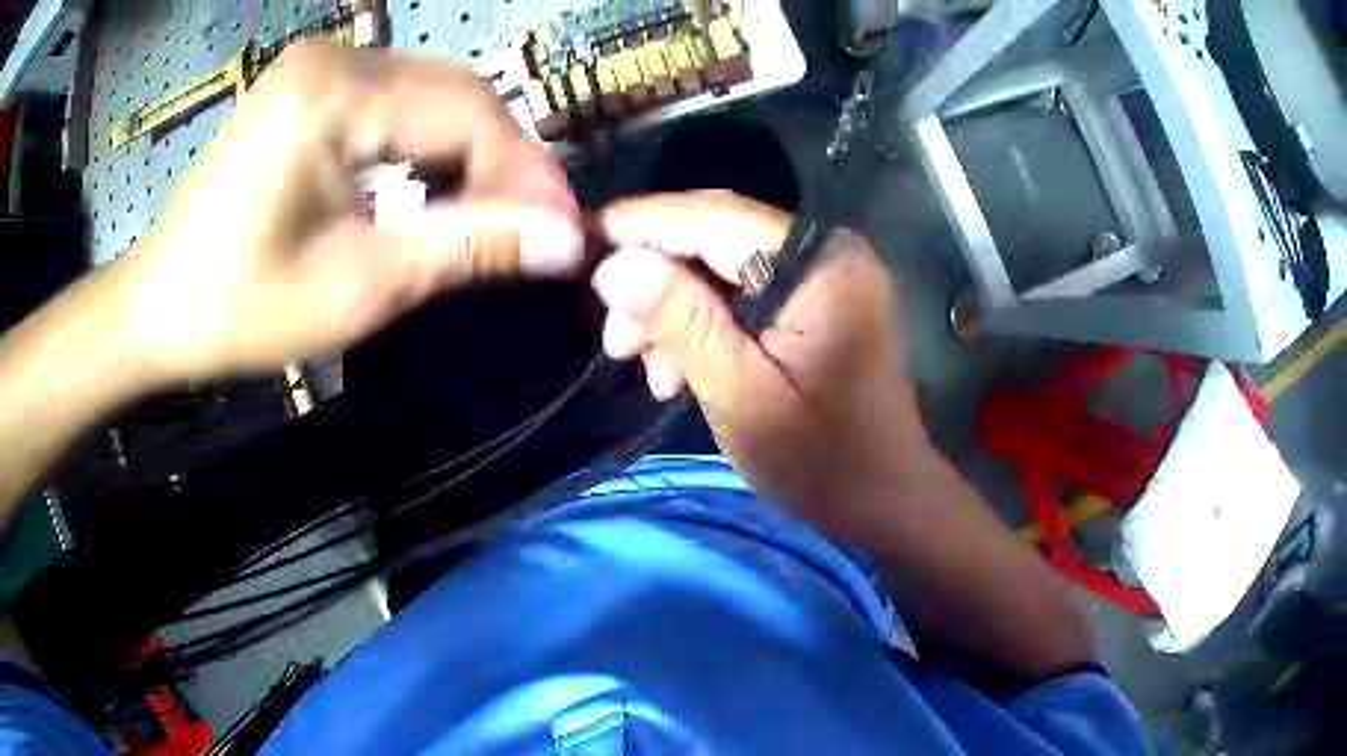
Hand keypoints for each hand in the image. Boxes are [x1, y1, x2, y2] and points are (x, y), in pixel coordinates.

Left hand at [101, 41, 582, 384]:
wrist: (159, 303)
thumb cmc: (240, 307)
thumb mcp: (356, 288)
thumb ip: (463, 249)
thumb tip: (565, 242)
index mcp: (333, 96)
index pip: (466, 113)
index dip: (525, 173)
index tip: (566, 231)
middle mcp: (333, 58)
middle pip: (454, 93)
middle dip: (504, 162)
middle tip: (539, 226)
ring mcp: (318, 65)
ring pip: (430, 94)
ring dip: (471, 153)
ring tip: (496, 214)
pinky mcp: (309, 84)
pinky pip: (394, 102)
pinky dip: (427, 144)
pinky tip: (438, 187)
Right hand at [592, 191, 932, 542]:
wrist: (884, 498)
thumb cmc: (823, 461)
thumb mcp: (742, 397)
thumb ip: (682, 324)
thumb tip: (613, 266)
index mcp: (821, 265)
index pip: (715, 218)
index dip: (642, 225)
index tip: (581, 245)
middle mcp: (828, 251)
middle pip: (717, 234)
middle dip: (654, 277)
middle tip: (613, 337)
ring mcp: (824, 274)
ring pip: (722, 263)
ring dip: (674, 307)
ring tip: (643, 366)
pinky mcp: (816, 299)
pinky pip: (743, 289)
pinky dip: (703, 321)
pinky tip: (677, 368)